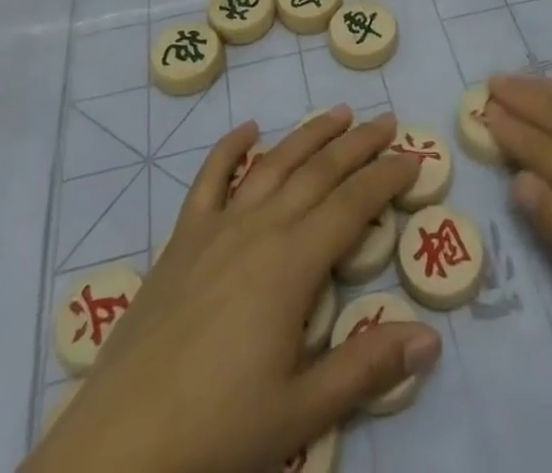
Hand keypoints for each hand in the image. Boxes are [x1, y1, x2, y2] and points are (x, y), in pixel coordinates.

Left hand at [25, 107, 441, 472]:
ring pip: (272, 163)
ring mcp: (217, 227)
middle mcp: (260, 227)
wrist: (119, 445)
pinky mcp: (181, 239)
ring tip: (337, 113)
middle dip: (357, 144)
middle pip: (318, 171)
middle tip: (386, 121)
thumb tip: (431, 338)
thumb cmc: (217, 431)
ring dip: (308, 134)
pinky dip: (229, 148)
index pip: (353, 205)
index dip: (386, 178)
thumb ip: (367, 368)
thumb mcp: (301, 412)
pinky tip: (247, 130)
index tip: (413, 157)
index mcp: (293, 263)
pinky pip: (208, 179)